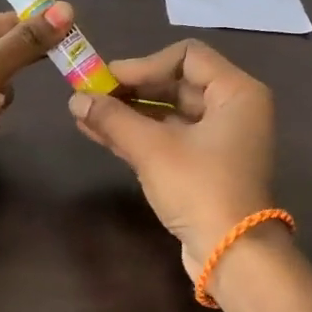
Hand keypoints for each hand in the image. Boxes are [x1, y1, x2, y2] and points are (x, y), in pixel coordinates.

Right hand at [68, 40, 275, 278]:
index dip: (144, 64)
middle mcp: (233, 109)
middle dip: (130, 90)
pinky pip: (168, 137)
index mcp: (236, 93)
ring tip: (84, 113)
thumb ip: (113, 118)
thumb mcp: (152, 149)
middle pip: (175, 84)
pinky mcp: (204, 165)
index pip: (187, 56)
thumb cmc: (200, 189)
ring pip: (168, 113)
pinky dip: (137, 134)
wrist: (231, 255)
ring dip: (127, 113)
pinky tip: (97, 132)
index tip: (108, 80)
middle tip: (90, 94)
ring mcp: (219, 139)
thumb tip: (75, 99)